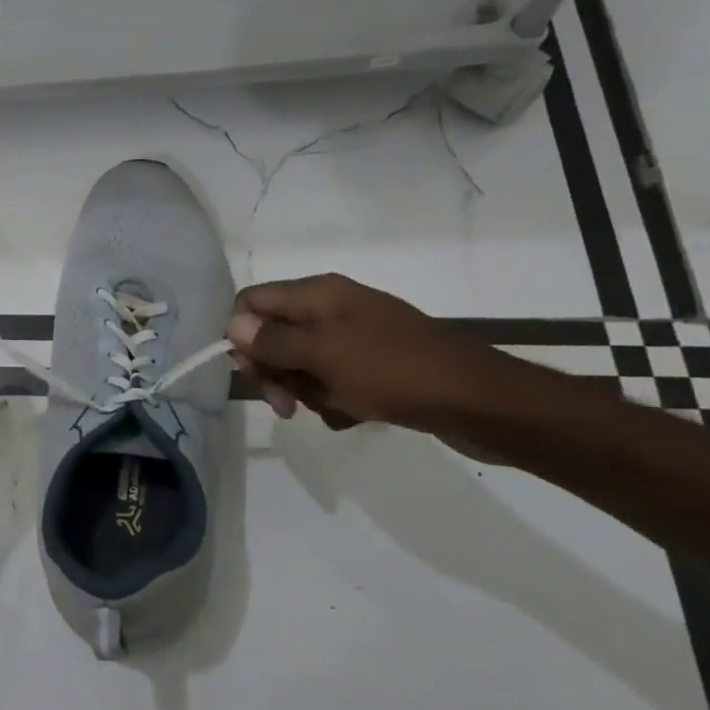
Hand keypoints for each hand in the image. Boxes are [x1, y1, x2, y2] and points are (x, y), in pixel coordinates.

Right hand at [226, 274, 514, 433]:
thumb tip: (232, 324)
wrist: (478, 400)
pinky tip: (355, 415)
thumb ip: (273, 340)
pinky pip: (333, 380)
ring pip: (302, 363)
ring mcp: (354, 337)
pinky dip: (335, 400)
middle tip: (287, 406)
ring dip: (307, 391)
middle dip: (275, 372)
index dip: (241, 336)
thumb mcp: (324, 355)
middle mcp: (331, 308)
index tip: (254, 374)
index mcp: (317, 294)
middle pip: (274, 335)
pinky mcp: (373, 365)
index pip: (252, 302)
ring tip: (335, 408)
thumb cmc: (393, 371)